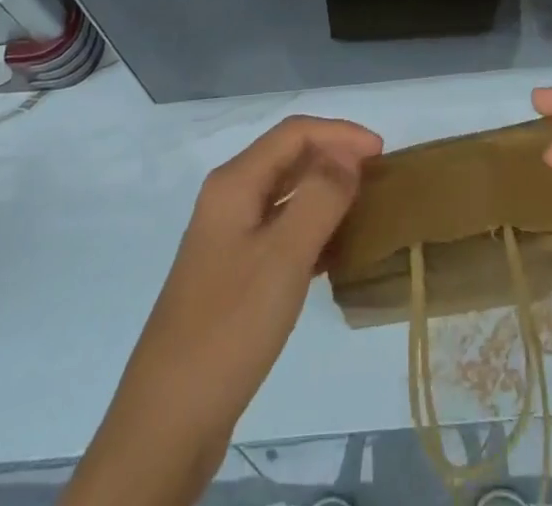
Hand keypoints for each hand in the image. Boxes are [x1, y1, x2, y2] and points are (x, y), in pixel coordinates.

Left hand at [64, 116, 382, 505]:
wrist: (169, 417)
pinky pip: (279, 231)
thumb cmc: (230, 326)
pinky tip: (336, 252)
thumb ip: (320, 196)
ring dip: (324, 192)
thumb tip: (347, 153)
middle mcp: (228, 199)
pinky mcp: (233, 273)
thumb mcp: (283, 256)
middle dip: (333, 157)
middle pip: (288, 158)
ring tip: (365, 208)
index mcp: (234, 183)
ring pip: (284, 195)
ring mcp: (228, 237)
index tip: (382, 153)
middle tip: (378, 177)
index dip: (340, 133)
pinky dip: (311, 229)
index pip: (294, 133)